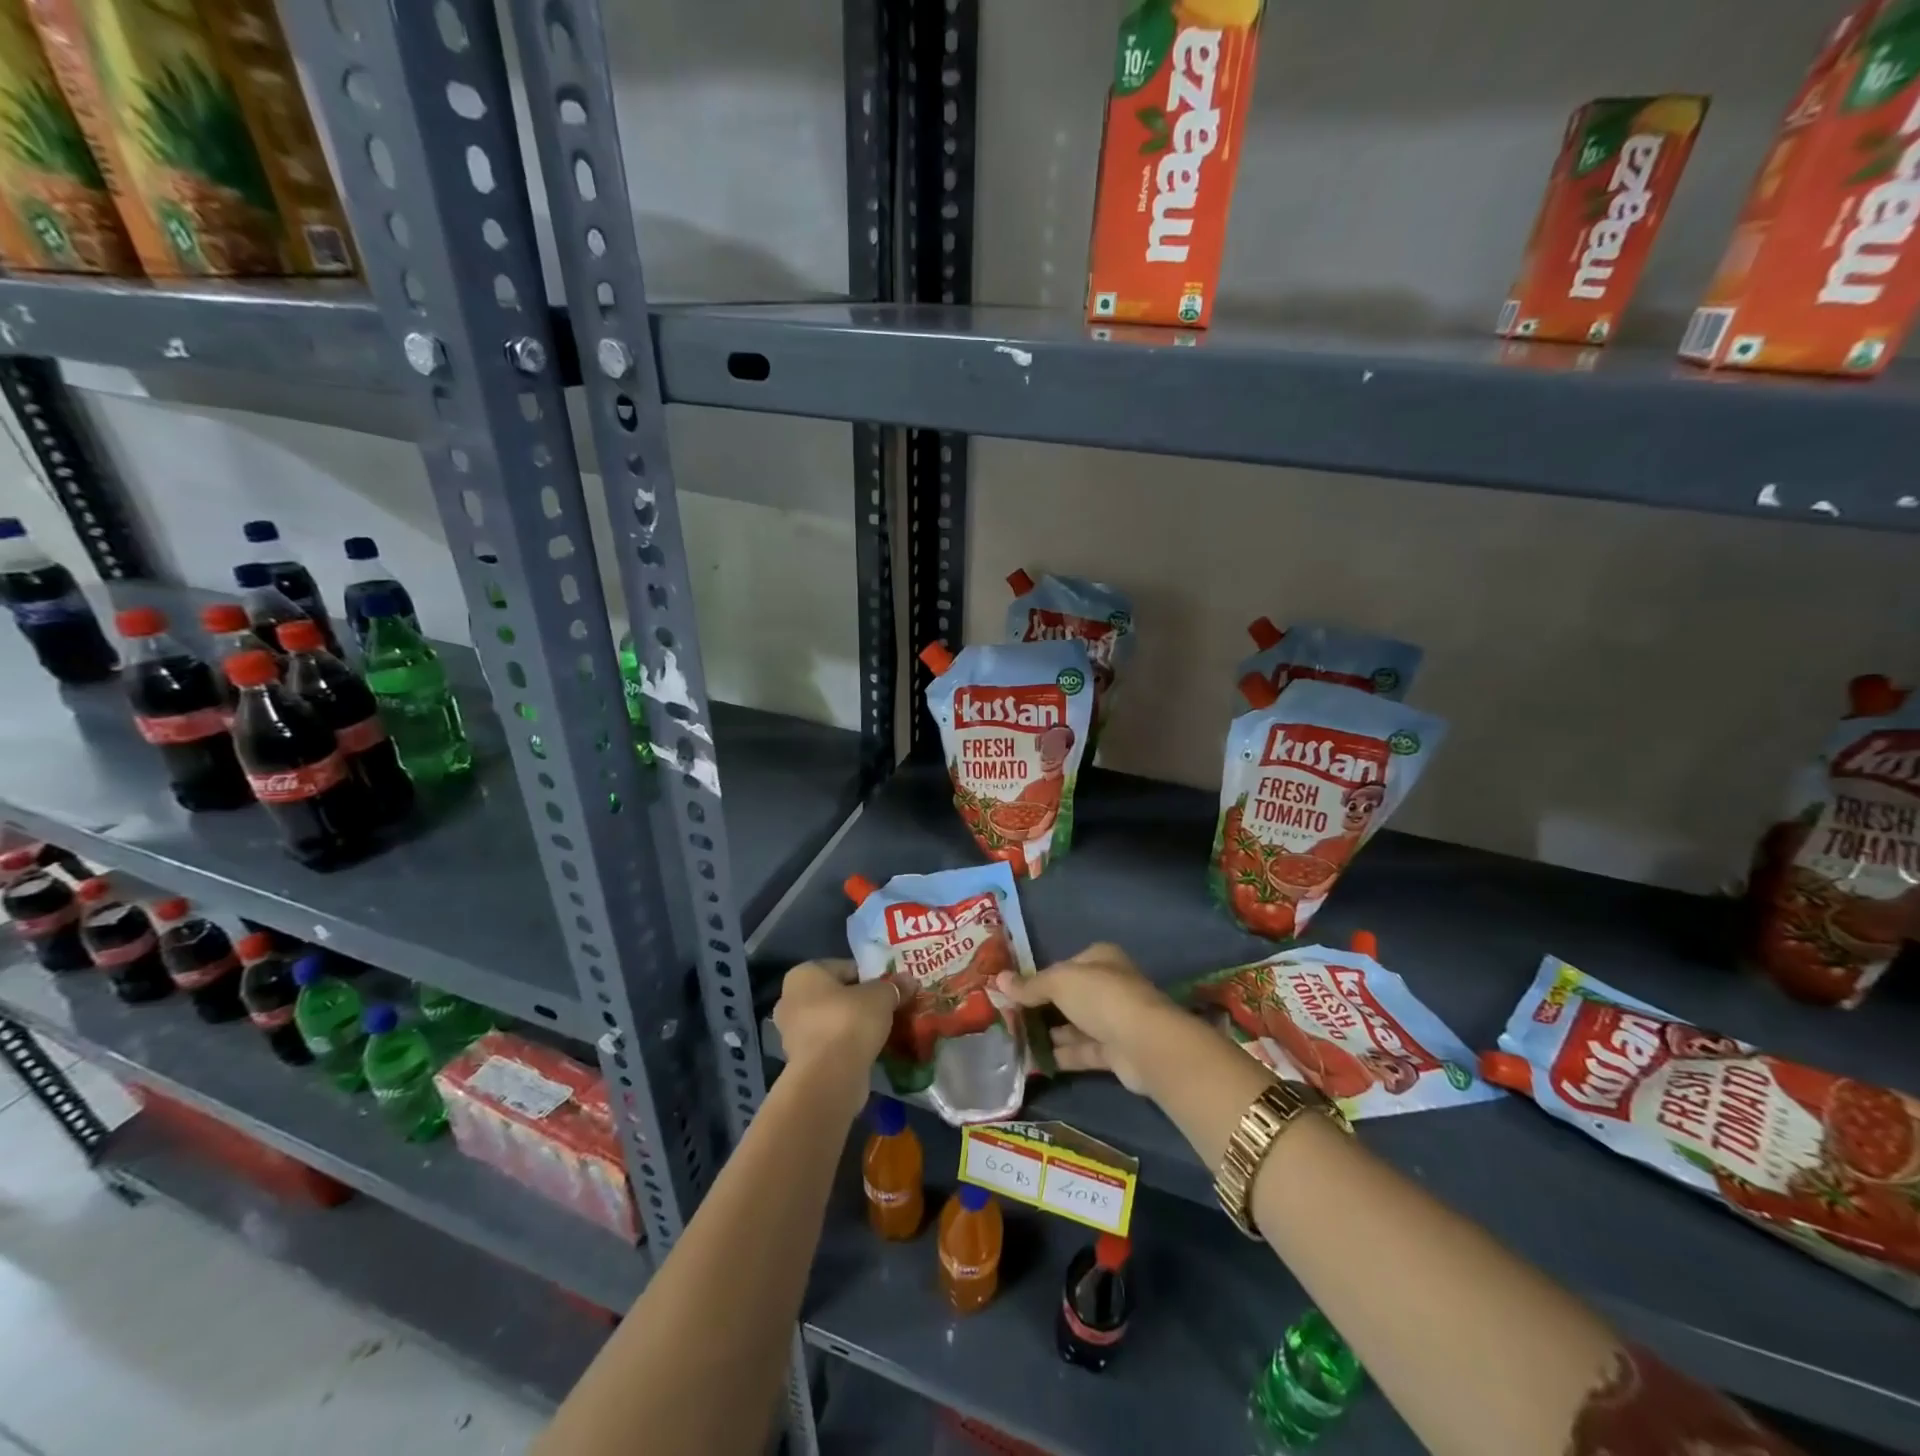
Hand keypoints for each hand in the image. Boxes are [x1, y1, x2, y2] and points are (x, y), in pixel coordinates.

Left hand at [771, 960, 898, 1120]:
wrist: (829, 1078)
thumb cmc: (850, 1022)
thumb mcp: (881, 996)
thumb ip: (893, 986)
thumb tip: (908, 980)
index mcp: (804, 974)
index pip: (844, 967)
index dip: (871, 976)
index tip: (890, 988)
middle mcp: (791, 999)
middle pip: (837, 995)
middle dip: (861, 1002)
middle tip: (889, 1008)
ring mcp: (792, 1033)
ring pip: (833, 1021)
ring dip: (855, 1025)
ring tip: (884, 1030)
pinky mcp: (801, 1061)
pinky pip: (831, 1044)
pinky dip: (848, 1045)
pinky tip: (870, 1050)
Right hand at [994, 943, 1177, 1093]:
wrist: (1143, 1044)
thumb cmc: (1100, 997)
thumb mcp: (1059, 982)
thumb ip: (1030, 984)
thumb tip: (999, 980)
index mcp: (1100, 959)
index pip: (1065, 965)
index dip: (1040, 977)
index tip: (1013, 992)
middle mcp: (1110, 986)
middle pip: (1070, 996)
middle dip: (1042, 1008)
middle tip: (1010, 1019)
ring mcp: (1114, 1020)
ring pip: (1075, 1025)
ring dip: (1049, 1033)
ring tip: (1015, 1041)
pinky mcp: (1115, 1052)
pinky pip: (1082, 1051)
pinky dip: (1060, 1055)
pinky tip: (1033, 1061)